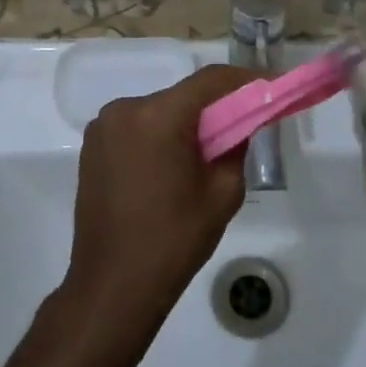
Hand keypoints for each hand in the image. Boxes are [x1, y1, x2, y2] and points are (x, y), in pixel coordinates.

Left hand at [58, 65, 255, 358]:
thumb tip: (238, 124)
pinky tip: (173, 166)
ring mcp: (103, 127)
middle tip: (244, 124)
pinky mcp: (93, 146)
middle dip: (215, 107)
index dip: (245, 80)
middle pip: (183, 96)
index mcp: (158, 117)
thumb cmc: (173, 241)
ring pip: (160, 111)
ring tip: (207, 153)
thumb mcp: (223, 193)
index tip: (272, 85)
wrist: (112, 286)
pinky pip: (138, 128)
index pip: (210, 81)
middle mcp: (124, 109)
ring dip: (186, 123)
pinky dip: (160, 136)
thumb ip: (236, 146)